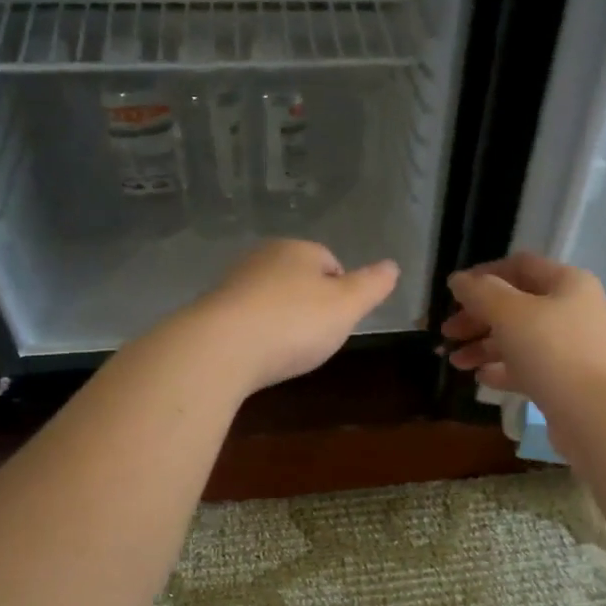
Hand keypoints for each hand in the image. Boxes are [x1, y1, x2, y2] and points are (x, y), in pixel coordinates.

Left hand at [186, 240, 399, 392]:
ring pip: (271, 298)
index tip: (340, 321)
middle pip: (299, 279)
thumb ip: (372, 286)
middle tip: (317, 338)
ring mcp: (234, 282)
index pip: (330, 262)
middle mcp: (263, 257)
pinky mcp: (213, 310)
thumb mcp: (347, 306)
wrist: (222, 348)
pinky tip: (260, 355)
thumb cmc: (294, 323)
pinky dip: (258, 334)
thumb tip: (392, 266)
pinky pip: (247, 318)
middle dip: (310, 305)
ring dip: (282, 320)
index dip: (342, 292)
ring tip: (287, 350)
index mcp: (298, 249)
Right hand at [442, 252, 605, 415]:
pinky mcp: (566, 380)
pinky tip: (480, 379)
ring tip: (456, 362)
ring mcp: (572, 347)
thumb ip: (480, 293)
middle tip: (447, 333)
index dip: (483, 274)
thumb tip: (458, 280)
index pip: (520, 266)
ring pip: (520, 339)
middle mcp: (573, 310)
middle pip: (517, 305)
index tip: (453, 293)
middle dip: (478, 317)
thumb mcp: (509, 314)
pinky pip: (529, 367)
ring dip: (485, 346)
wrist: (595, 415)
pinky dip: (503, 370)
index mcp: (567, 283)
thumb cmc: (552, 351)